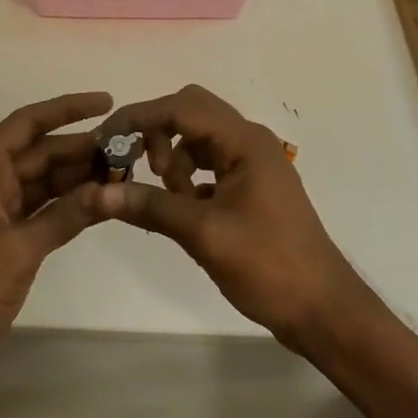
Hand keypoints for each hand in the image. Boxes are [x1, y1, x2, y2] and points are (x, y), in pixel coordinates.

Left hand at [0, 92, 112, 406]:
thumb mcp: (19, 249)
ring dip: (78, 178)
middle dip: (81, 148)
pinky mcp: (2, 240)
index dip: (67, 108)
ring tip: (125, 172)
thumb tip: (111, 188)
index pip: (28, 123)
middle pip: (40, 152)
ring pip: (43, 182)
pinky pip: (41, 211)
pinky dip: (68, 208)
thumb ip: (66, 215)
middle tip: (130, 148)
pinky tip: (102, 205)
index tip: (108, 101)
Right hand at [93, 84, 367, 348]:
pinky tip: (182, 207)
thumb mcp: (204, 234)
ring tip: (167, 195)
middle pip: (190, 111)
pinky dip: (188, 175)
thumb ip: (150, 206)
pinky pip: (209, 161)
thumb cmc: (268, 266)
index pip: (181, 107)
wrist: (322, 310)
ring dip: (173, 155)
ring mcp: (253, 162)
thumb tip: (95, 193)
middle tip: (140, 168)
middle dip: (157, 133)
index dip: (139, 118)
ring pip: (198, 136)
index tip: (105, 139)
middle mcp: (249, 140)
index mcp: (244, 141)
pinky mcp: (251, 184)